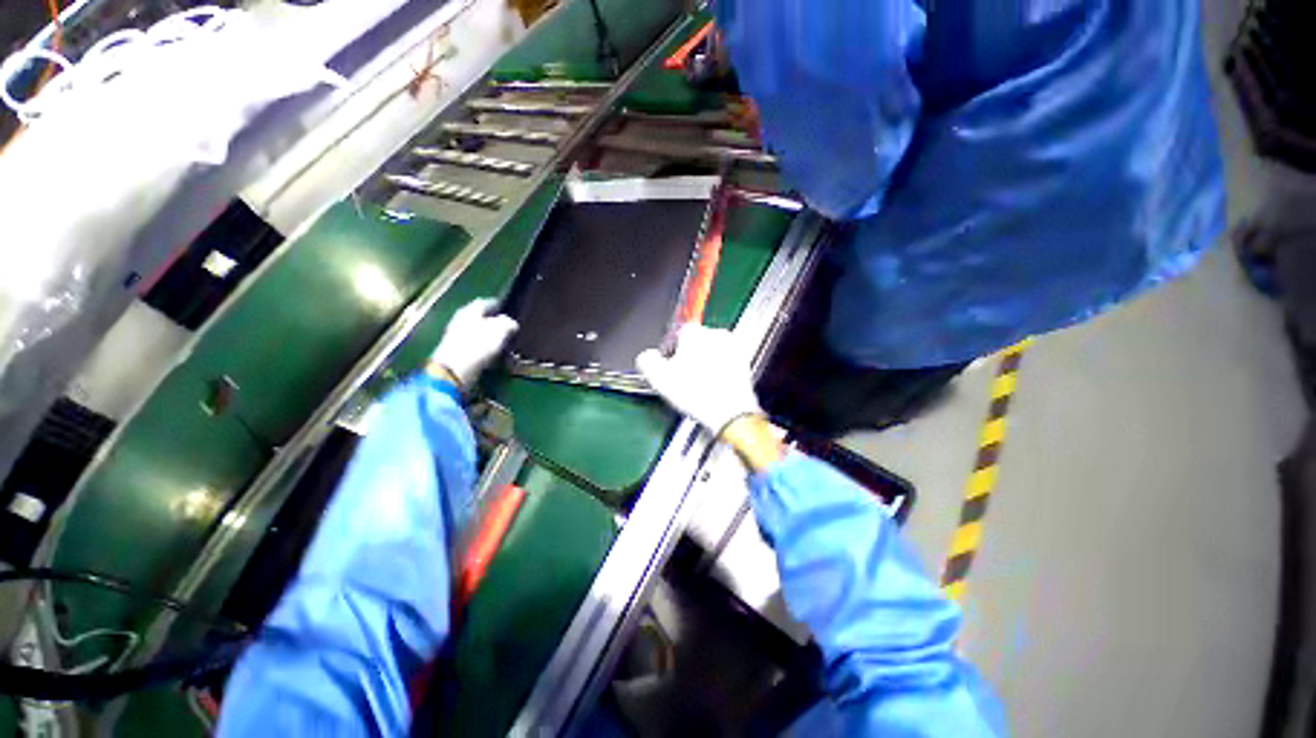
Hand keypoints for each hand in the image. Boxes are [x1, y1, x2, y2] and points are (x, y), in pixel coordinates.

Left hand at [428, 299, 518, 388]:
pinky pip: (475, 347)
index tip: (509, 310)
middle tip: (508, 327)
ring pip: (477, 333)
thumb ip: (508, 323)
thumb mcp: (500, 330)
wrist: (454, 371)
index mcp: (470, 310)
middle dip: (493, 322)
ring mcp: (456, 337)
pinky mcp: (457, 353)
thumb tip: (511, 323)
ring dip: (489, 337)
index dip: (498, 305)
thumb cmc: (478, 345)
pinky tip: (494, 356)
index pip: (485, 302)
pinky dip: (485, 349)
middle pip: (480, 318)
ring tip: (504, 343)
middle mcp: (460, 320)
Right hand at [637, 324, 762, 436]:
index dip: (671, 351)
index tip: (669, 367)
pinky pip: (726, 363)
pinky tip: (713, 387)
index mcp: (694, 332)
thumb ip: (647, 360)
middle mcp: (715, 333)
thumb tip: (647, 357)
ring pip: (712, 351)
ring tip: (699, 384)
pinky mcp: (744, 362)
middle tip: (683, 377)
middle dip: (689, 356)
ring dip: (705, 363)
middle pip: (696, 341)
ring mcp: (733, 347)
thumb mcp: (658, 378)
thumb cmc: (694, 393)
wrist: (729, 412)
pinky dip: (719, 371)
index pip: (678, 333)